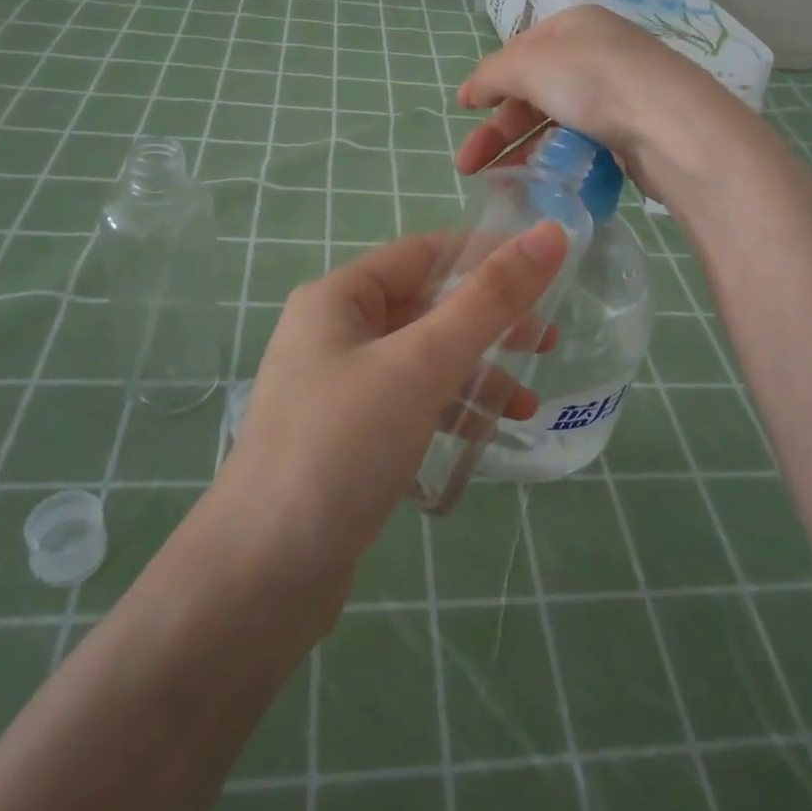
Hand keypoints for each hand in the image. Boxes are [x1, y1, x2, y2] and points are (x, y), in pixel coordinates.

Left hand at [213, 223, 567, 581]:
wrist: (262, 576)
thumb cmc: (341, 447)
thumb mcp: (422, 363)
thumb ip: (489, 300)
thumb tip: (549, 233)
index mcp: (338, 298)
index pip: (423, 253)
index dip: (484, 254)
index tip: (546, 270)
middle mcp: (334, 333)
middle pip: (426, 307)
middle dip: (488, 324)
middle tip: (547, 342)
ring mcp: (339, 388)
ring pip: (423, 360)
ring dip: (476, 374)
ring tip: (526, 406)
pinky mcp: (348, 437)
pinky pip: (411, 403)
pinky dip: (450, 410)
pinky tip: (484, 435)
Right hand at [454, 6, 754, 204]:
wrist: (671, 128)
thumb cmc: (594, 81)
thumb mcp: (528, 64)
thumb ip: (491, 75)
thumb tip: (468, 91)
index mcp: (574, 26)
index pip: (520, 51)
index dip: (489, 80)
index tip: (463, 110)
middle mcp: (597, 55)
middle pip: (534, 91)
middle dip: (497, 129)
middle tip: (468, 166)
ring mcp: (617, 95)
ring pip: (555, 122)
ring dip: (521, 151)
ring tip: (496, 183)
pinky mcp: (631, 133)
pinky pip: (581, 145)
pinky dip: (555, 161)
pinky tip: (539, 182)